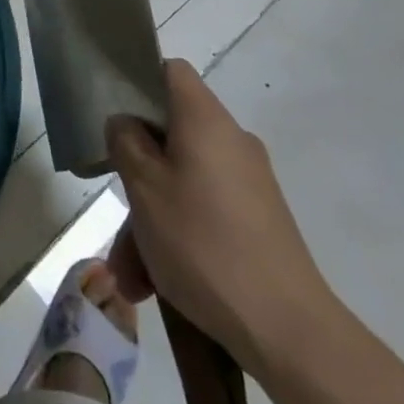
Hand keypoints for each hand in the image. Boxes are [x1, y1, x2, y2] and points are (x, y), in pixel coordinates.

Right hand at [106, 59, 333, 376]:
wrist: (290, 332)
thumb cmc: (204, 244)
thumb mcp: (145, 189)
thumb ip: (126, 143)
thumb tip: (126, 123)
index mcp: (206, 121)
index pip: (171, 72)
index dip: (138, 81)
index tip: (113, 114)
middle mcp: (232, 143)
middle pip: (170, 136)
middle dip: (136, 175)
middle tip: (115, 216)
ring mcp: (249, 185)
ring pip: (182, 183)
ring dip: (150, 221)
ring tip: (130, 277)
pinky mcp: (259, 223)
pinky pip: (204, 213)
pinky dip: (176, 237)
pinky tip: (156, 285)